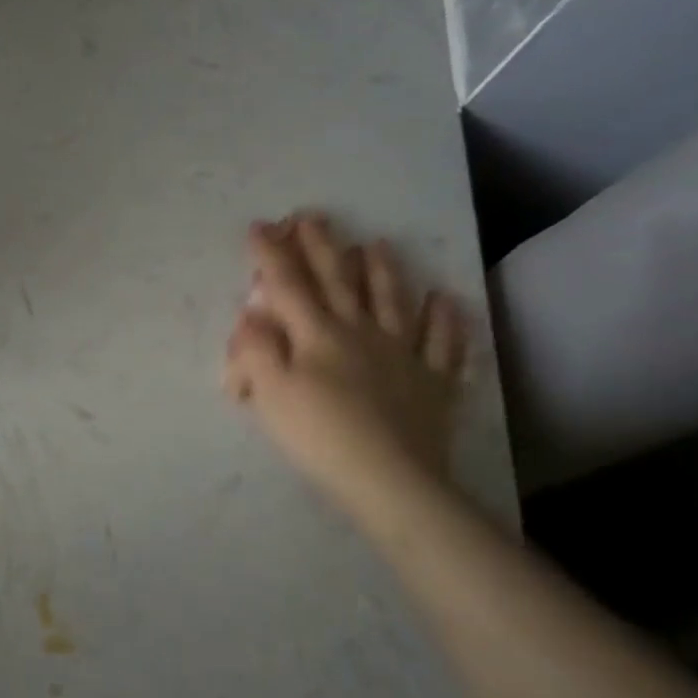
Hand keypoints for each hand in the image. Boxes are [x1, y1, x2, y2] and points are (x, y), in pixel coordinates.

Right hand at [223, 212, 468, 509]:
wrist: (391, 481)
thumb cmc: (320, 436)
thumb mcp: (270, 394)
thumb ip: (254, 349)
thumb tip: (251, 316)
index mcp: (317, 334)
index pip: (288, 284)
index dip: (271, 254)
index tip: (260, 225)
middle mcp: (360, 332)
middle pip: (338, 281)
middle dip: (321, 246)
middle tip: (312, 216)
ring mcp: (402, 354)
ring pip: (392, 301)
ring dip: (382, 270)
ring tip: (376, 243)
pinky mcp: (433, 383)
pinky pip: (443, 345)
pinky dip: (445, 321)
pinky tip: (445, 300)